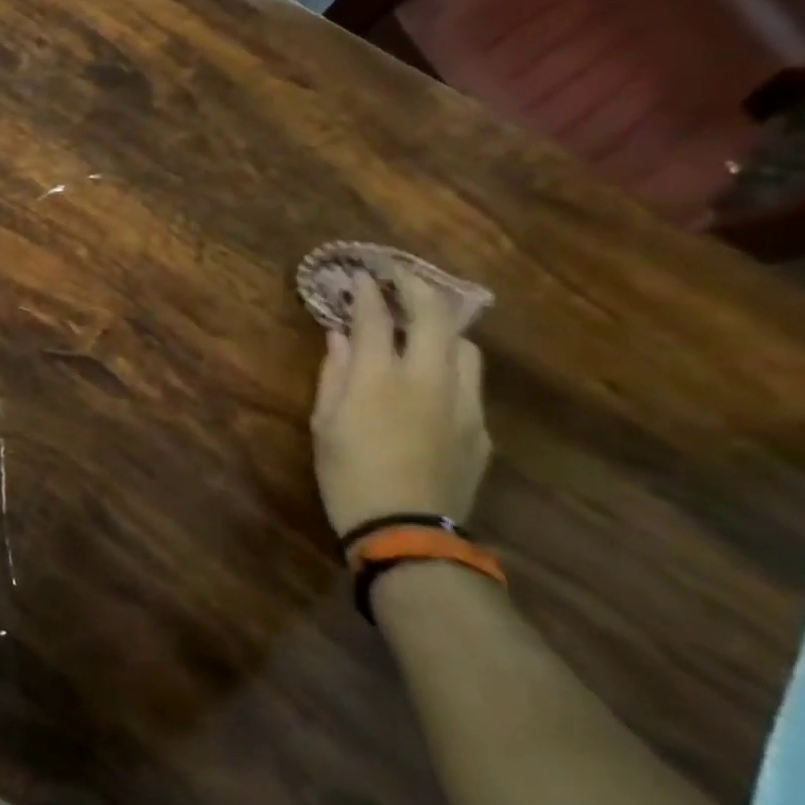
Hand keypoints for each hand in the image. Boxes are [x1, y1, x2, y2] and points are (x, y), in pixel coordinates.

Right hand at [311, 265, 490, 542]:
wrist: (406, 530)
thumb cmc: (346, 473)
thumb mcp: (324, 421)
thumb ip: (334, 373)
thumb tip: (338, 337)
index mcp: (379, 377)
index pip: (376, 317)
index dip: (368, 291)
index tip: (361, 274)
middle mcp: (427, 378)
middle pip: (435, 316)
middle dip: (418, 287)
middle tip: (401, 276)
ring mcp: (463, 402)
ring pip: (464, 346)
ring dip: (443, 328)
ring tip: (424, 327)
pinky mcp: (481, 427)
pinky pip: (470, 383)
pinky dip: (451, 367)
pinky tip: (433, 380)